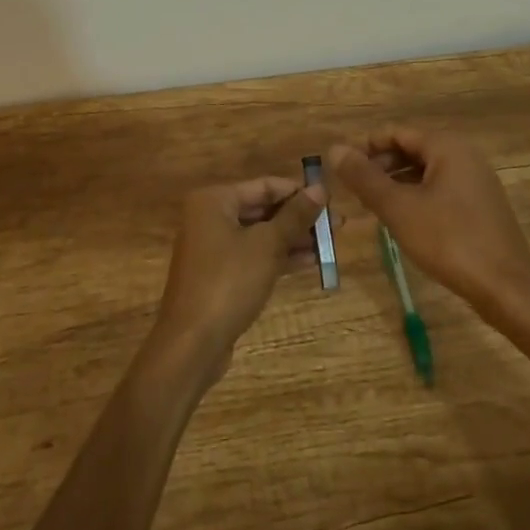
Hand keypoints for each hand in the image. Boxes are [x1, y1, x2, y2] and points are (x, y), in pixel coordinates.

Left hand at [152, 177, 324, 380]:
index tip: (331, 200)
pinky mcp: (219, 275)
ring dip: (294, 238)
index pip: (265, 186)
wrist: (192, 344)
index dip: (299, 191)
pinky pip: (254, 256)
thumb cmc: (228, 282)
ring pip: (261, 234)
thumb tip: (320, 188)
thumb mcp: (267, 245)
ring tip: (330, 244)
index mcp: (214, 200)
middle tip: (337, 225)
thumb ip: (295, 215)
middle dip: (299, 217)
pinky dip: (279, 257)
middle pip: (263, 209)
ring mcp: (213, 247)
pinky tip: (311, 261)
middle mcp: (210, 217)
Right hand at [328, 128, 529, 313]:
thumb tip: (334, 149)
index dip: (365, 147)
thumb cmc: (450, 241)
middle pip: (411, 148)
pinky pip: (440, 189)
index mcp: (446, 145)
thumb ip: (365, 178)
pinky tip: (402, 220)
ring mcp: (475, 180)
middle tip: (353, 190)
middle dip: (380, 166)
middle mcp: (464, 154)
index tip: (341, 169)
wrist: (508, 289)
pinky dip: (416, 197)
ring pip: (425, 171)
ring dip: (396, 183)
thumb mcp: (399, 209)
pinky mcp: (480, 205)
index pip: (396, 132)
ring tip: (372, 206)